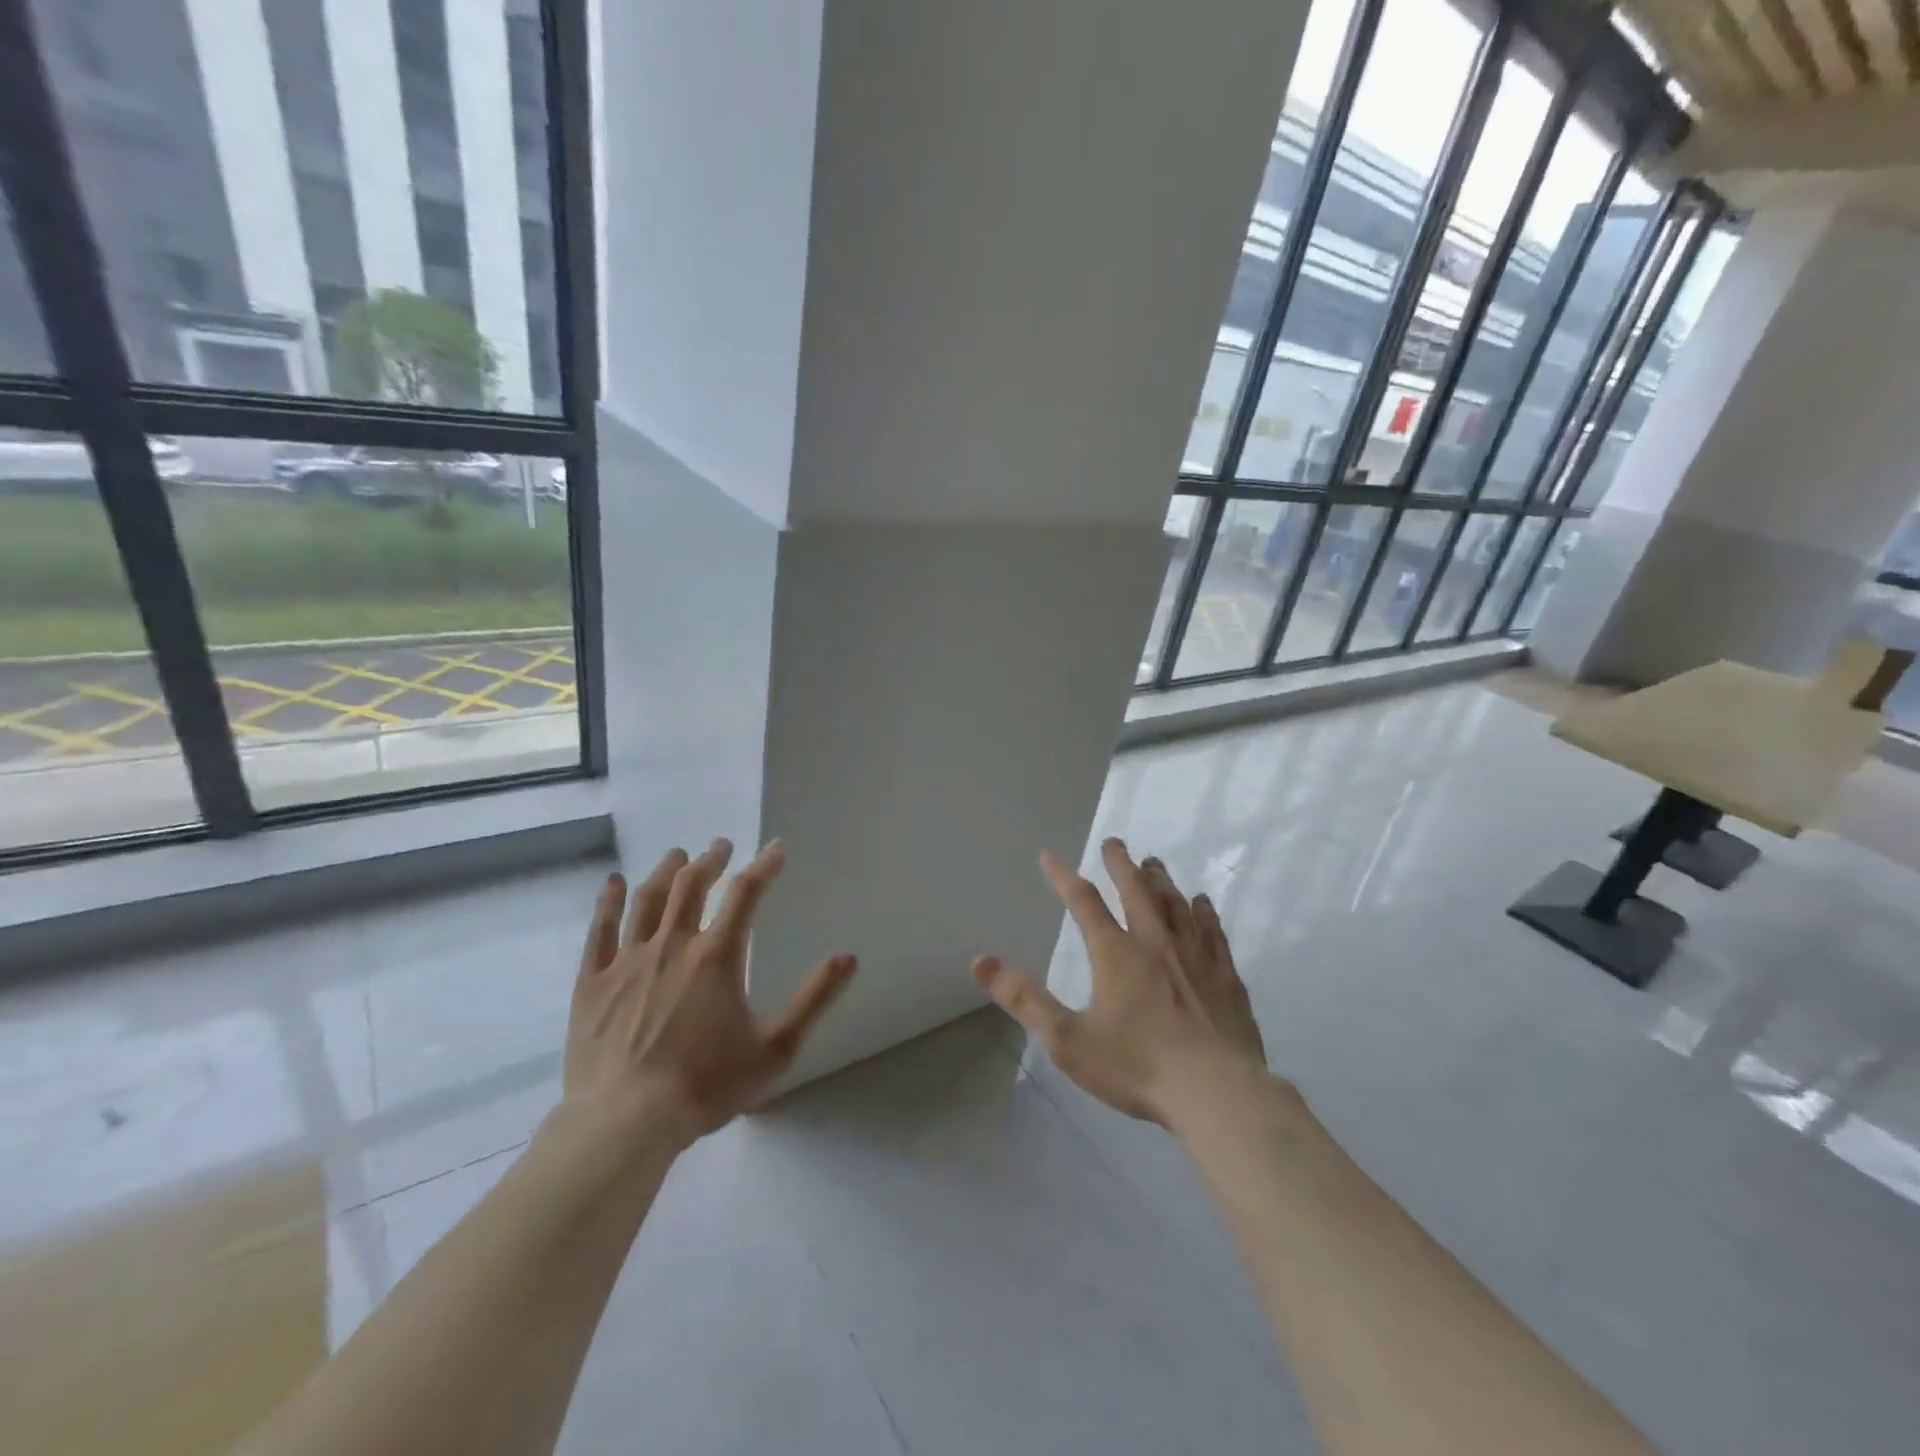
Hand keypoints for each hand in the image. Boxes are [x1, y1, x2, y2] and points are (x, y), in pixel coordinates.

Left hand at [565, 838, 856, 1148]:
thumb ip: (815, 999)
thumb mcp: (777, 1048)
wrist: (625, 1122)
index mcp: (717, 956)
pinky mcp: (593, 983)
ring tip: (678, 855)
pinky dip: (607, 902)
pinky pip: (600, 931)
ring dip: (666, 871)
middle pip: (692, 885)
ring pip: (648, 900)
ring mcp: (628, 961)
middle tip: (722, 846)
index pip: (746, 894)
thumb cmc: (706, 1085)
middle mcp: (672, 945)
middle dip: (711, 860)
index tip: (777, 848)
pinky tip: (612, 883)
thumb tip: (848, 957)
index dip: (764, 865)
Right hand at [973, 837, 1264, 1123]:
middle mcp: (1156, 944)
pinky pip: (1212, 933)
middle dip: (1121, 865)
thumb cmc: (1137, 1067)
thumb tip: (980, 962)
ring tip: (1153, 863)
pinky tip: (1202, 903)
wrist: (1216, 1093)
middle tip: (1114, 843)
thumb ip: (1024, 999)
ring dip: (1161, 881)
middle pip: (1136, 892)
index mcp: (1116, 955)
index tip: (1049, 855)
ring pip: (1175, 906)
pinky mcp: (1225, 978)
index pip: (1084, 903)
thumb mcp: (1067, 1040)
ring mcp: (1195, 958)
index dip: (1064, 877)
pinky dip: (1203, 912)